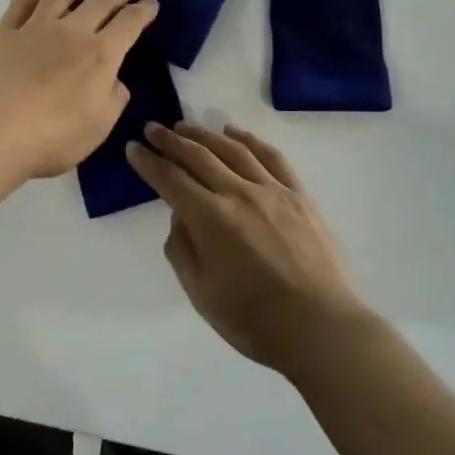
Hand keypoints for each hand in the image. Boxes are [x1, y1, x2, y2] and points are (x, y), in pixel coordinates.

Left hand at [0, 0, 157, 179]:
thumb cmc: (53, 138)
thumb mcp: (100, 127)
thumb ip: (114, 98)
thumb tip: (113, 79)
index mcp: (100, 55)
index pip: (129, 23)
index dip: (143, 10)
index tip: (151, 2)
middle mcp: (70, 33)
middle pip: (99, 1)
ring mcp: (34, 30)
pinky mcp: (3, 35)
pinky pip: (21, 6)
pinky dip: (34, 0)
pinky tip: (37, 3)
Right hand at [125, 121, 370, 373]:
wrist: (321, 328)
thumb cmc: (253, 320)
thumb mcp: (201, 292)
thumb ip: (182, 249)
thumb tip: (180, 216)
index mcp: (210, 218)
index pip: (170, 179)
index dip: (148, 162)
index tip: (133, 148)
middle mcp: (239, 193)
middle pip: (198, 156)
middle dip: (170, 141)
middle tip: (152, 129)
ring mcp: (273, 191)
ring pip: (233, 150)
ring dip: (205, 135)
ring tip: (185, 126)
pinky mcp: (299, 196)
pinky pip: (271, 157)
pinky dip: (249, 140)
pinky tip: (235, 134)